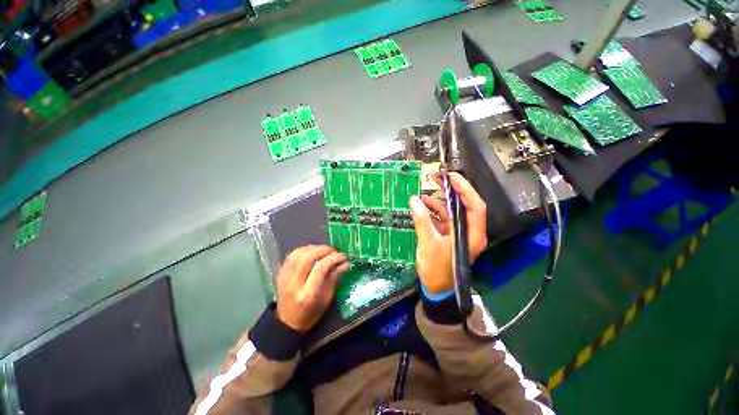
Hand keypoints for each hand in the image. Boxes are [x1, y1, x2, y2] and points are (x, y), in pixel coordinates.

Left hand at [275, 245, 348, 330]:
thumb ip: (334, 278)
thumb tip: (345, 263)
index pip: (320, 268)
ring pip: (299, 253)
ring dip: (314, 248)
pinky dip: (305, 250)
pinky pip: (292, 255)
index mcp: (308, 294)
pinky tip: (313, 252)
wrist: (287, 322)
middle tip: (334, 251)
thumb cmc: (311, 313)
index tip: (343, 257)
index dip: (333, 258)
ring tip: (324, 251)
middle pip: (308, 257)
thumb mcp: (327, 299)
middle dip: (324, 250)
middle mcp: (294, 284)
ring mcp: (284, 277)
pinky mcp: (280, 273)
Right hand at [409, 172, 487, 294]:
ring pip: (451, 211)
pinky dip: (432, 211)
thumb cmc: (437, 270)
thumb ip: (422, 221)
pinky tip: (422, 206)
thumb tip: (414, 200)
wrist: (435, 289)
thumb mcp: (428, 244)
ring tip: (424, 193)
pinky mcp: (448, 235)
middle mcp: (468, 231)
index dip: (465, 189)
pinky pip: (442, 218)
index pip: (475, 206)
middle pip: (463, 205)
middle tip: (437, 178)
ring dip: (438, 201)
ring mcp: (457, 233)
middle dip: (451, 191)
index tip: (452, 177)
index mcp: (471, 235)